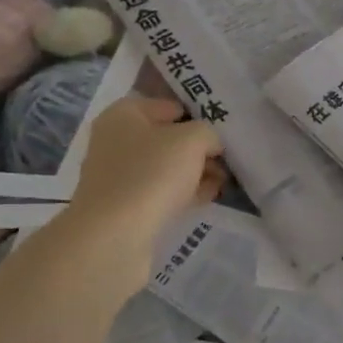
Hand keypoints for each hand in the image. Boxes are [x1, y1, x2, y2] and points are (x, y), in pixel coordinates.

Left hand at [64, 97, 224, 278]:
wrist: (114, 236)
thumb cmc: (151, 174)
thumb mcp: (192, 140)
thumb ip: (208, 133)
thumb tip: (210, 145)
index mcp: (124, 114)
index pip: (170, 106)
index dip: (199, 116)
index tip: (225, 132)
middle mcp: (116, 140)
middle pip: (168, 138)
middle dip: (199, 148)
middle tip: (228, 160)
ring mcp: (118, 175)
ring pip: (166, 167)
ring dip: (194, 172)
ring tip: (223, 182)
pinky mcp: (124, 206)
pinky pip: (160, 192)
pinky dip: (183, 193)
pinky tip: (207, 198)